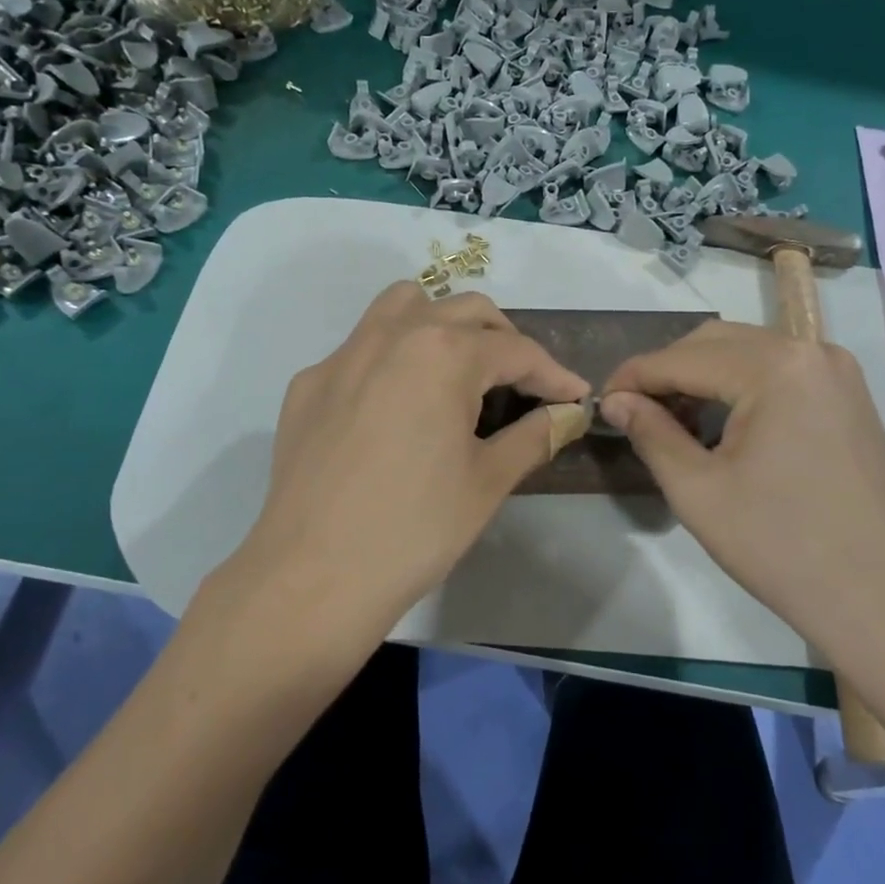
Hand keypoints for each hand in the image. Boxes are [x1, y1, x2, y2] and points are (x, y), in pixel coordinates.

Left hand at [225, 282, 588, 642]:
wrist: (313, 576)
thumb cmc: (415, 529)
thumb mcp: (487, 481)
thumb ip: (534, 436)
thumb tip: (567, 414)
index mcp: (443, 354)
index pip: (515, 350)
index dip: (553, 373)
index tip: (576, 396)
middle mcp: (391, 336)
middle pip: (464, 311)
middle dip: (504, 340)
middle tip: (522, 384)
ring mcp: (342, 356)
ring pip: (403, 306)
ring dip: (442, 324)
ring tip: (458, 370)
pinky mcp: (309, 385)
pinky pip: (361, 348)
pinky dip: (393, 358)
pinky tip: (395, 408)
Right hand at [602, 321, 884, 668]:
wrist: (884, 601)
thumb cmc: (782, 546)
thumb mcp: (699, 491)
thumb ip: (651, 433)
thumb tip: (616, 400)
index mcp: (775, 366)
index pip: (683, 357)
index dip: (634, 376)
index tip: (600, 401)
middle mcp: (811, 351)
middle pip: (717, 343)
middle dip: (668, 371)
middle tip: (633, 411)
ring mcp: (837, 373)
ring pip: (749, 354)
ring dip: (703, 377)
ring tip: (670, 419)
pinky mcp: (848, 398)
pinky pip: (780, 373)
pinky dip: (740, 387)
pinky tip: (721, 423)